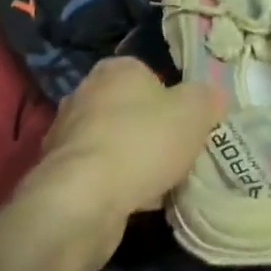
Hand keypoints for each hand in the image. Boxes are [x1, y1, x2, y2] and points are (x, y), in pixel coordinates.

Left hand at [26, 57, 223, 224]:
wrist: (84, 201)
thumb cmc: (144, 141)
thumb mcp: (196, 110)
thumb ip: (208, 98)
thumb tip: (212, 98)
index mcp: (116, 69)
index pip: (148, 74)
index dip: (172, 96)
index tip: (188, 121)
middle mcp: (84, 94)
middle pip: (130, 109)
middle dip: (152, 129)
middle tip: (179, 151)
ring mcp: (66, 137)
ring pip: (115, 143)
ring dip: (135, 160)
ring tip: (163, 182)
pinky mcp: (58, 176)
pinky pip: (100, 174)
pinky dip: (118, 185)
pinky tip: (139, 201)